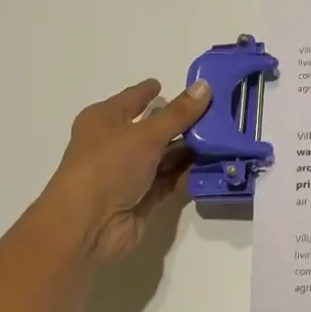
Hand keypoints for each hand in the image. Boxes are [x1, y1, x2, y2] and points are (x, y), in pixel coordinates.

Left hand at [40, 78, 212, 262]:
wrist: (87, 226)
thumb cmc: (107, 167)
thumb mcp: (145, 135)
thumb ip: (178, 114)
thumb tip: (204, 86)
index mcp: (105, 120)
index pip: (131, 99)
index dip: (147, 92)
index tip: (167, 84)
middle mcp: (115, 145)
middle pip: (153, 128)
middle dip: (182, 122)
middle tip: (216, 111)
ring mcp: (129, 173)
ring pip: (165, 156)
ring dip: (190, 150)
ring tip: (223, 137)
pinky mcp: (142, 198)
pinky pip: (170, 181)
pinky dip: (188, 174)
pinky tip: (213, 165)